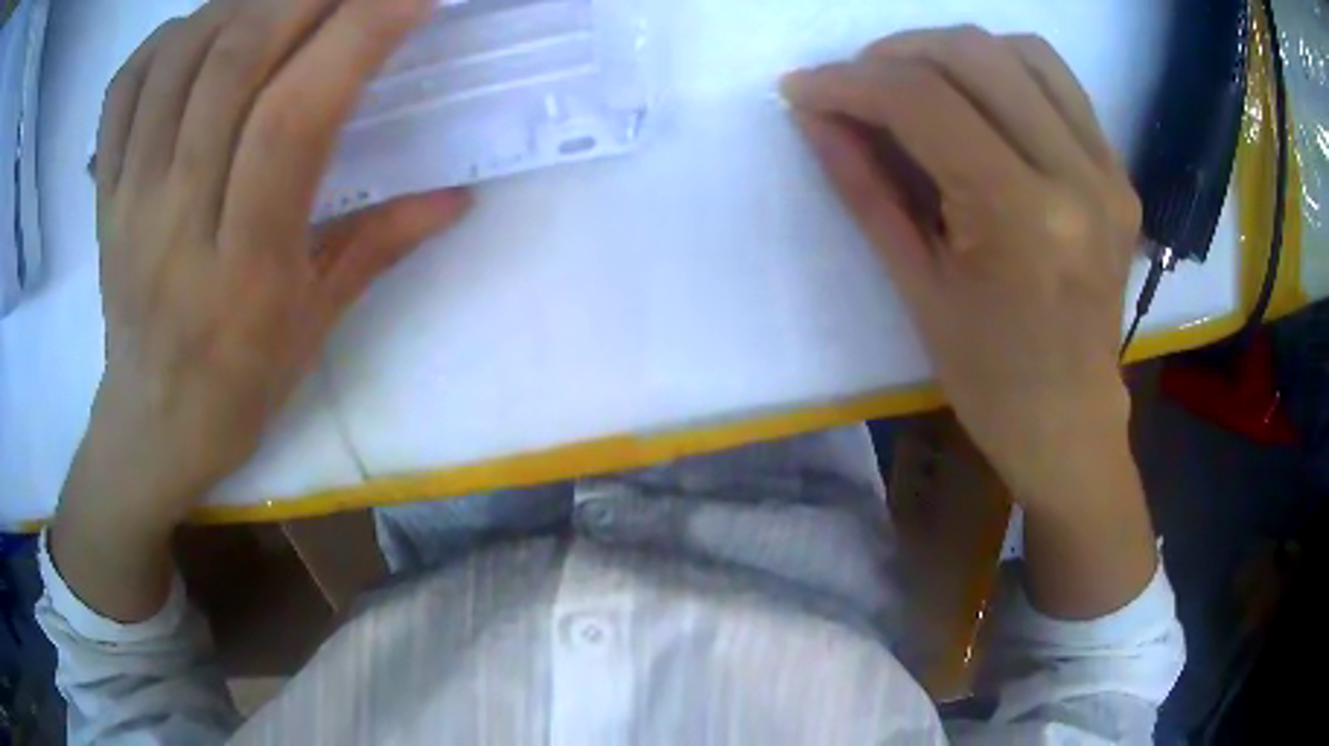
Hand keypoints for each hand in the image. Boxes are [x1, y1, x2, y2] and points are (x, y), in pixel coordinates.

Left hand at [54, 0, 466, 618]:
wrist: (151, 425)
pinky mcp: (105, 192)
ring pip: (180, 57)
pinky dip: (169, 35)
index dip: (356, 36)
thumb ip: (381, 245)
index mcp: (241, 268)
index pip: (292, 120)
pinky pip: (126, 86)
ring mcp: (128, 198)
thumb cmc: (237, 387)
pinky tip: (203, 31)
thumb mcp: (316, 328)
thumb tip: (459, 193)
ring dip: (244, 1)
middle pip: (233, 63)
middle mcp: (175, 218)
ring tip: (285, 0)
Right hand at [783, 28, 1140, 507]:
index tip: (804, 87)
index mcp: (1023, 220)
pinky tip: (977, 100)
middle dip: (895, 54)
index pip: (924, 103)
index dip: (850, 82)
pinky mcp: (1119, 172)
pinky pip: (1059, 84)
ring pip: (1021, 51)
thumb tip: (814, 114)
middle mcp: (1077, 178)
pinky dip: (1006, 70)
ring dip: (953, 51)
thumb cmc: (989, 378)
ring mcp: (1107, 170)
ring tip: (916, 83)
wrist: (1070, 419)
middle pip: (973, 55)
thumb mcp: (916, 286)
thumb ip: (864, 186)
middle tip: (856, 84)